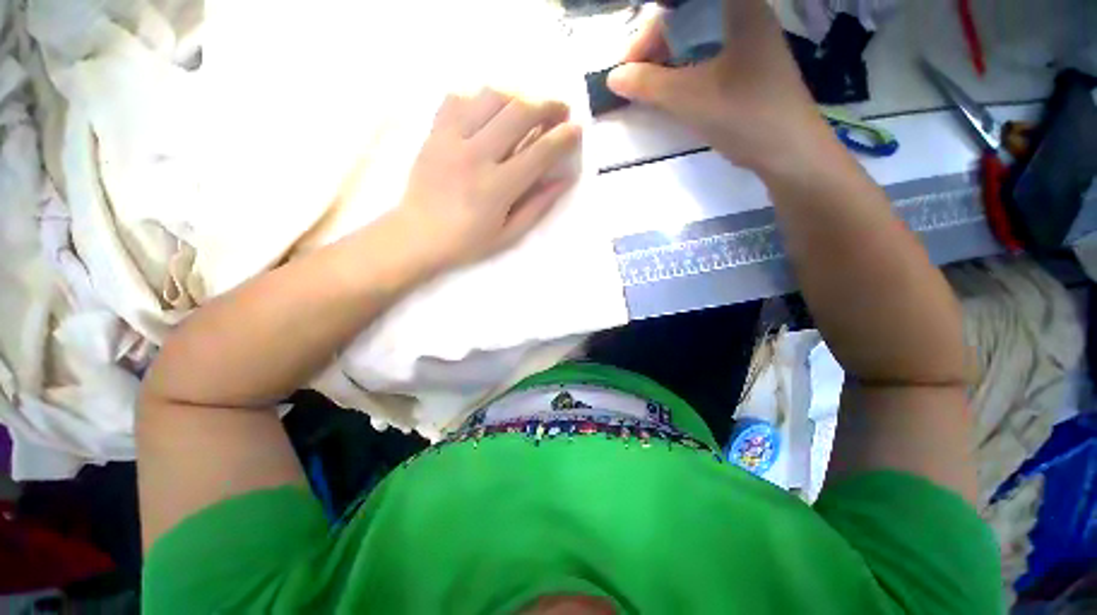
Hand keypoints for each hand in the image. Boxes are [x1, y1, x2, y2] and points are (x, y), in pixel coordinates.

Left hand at [394, 89, 581, 271]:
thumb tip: (565, 179)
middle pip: (519, 113)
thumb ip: (538, 205)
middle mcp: (475, 156)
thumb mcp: (509, 234)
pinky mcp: (434, 132)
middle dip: (547, 105)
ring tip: (529, 107)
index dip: (563, 137)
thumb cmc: (467, 242)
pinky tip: (491, 109)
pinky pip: (459, 97)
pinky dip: (481, 96)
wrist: (417, 235)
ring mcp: (451, 139)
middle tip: (560, 109)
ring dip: (518, 96)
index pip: (539, 152)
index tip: (577, 129)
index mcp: (496, 188)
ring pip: (491, 96)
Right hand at [607, 0, 828, 172]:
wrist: (790, 152)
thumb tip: (613, 77)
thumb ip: (648, 85)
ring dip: (669, 58)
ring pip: (698, 35)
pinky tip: (673, 89)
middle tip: (635, 77)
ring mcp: (750, 40)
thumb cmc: (744, 116)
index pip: (683, 5)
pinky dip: (685, 67)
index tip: (630, 62)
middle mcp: (746, 14)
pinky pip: (709, 53)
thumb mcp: (689, 99)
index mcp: (739, 7)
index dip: (651, 28)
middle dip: (656, 43)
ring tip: (649, 86)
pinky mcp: (750, 63)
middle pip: (690, 15)